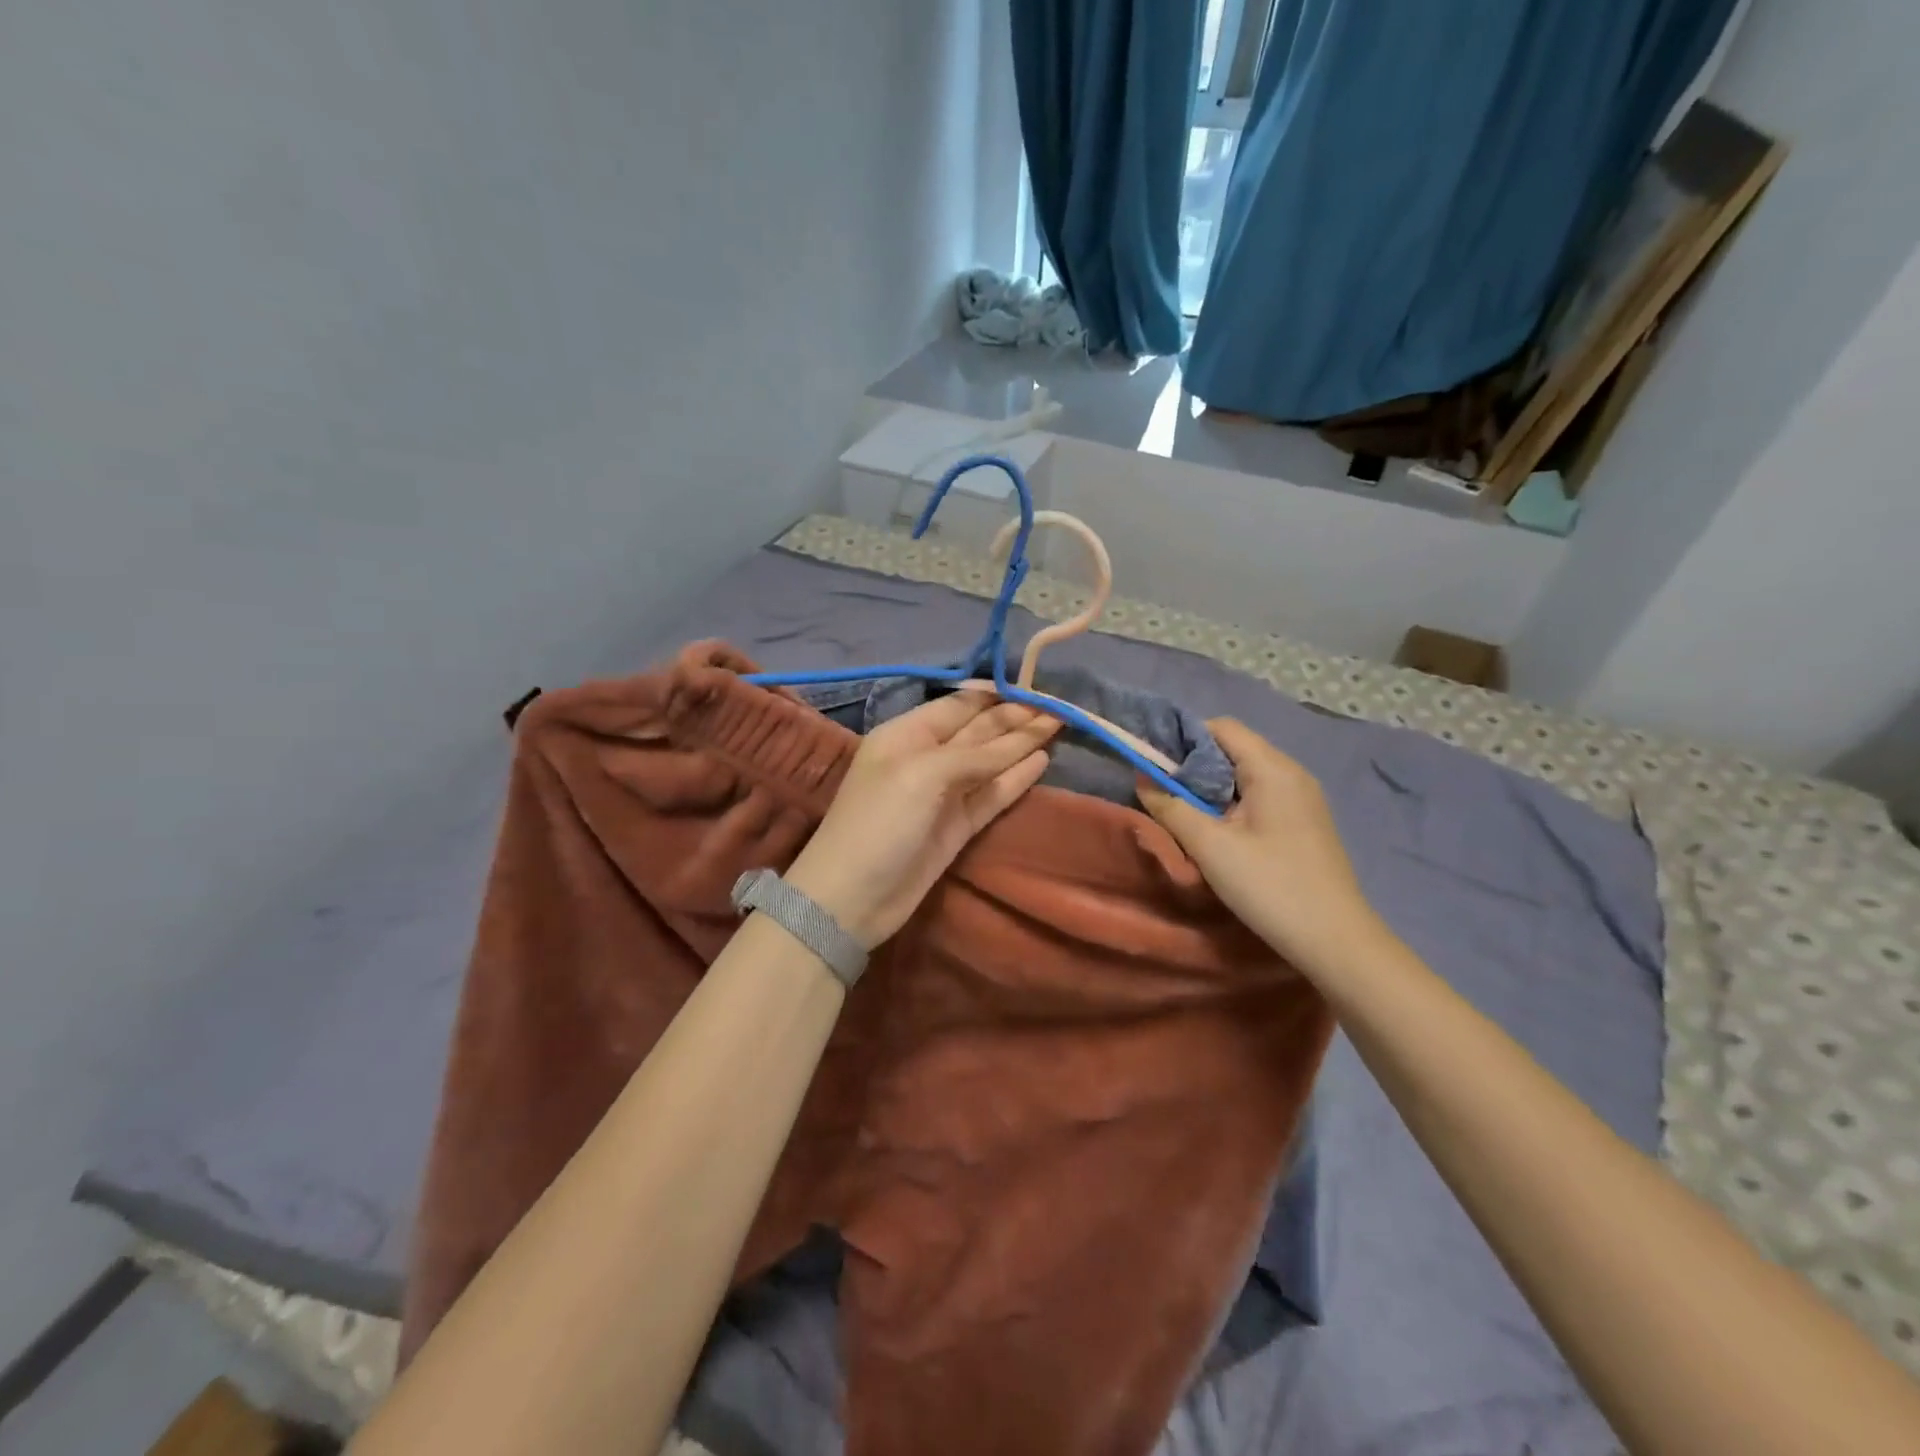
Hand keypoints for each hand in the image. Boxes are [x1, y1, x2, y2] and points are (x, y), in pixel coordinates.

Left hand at [786, 693, 1060, 948]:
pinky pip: (991, 794)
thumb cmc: (880, 821)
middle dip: (1014, 717)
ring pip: (989, 762)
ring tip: (1058, 724)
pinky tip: (1041, 761)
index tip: (1035, 686)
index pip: (958, 705)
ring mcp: (943, 794)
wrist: (853, 897)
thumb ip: (973, 754)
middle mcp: (926, 757)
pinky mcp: (957, 826)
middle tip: (1057, 706)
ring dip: (1021, 744)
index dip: (996, 695)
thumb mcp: (923, 774)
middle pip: (978, 731)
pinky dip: (1015, 778)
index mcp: (907, 734)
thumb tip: (1020, 742)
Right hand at [1137, 719, 1380, 971]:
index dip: (1184, 739)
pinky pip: (1260, 796)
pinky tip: (1218, 833)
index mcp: (1272, 769)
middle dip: (1194, 766)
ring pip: (1245, 775)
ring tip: (1184, 815)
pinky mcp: (1304, 822)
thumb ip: (1171, 807)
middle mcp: (1291, 773)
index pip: (1222, 727)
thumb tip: (1143, 779)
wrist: (1336, 941)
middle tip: (1163, 793)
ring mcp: (1302, 798)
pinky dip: (1232, 804)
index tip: (1154, 765)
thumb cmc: (1270, 886)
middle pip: (1233, 749)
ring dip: (1211, 788)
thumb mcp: (1210, 847)